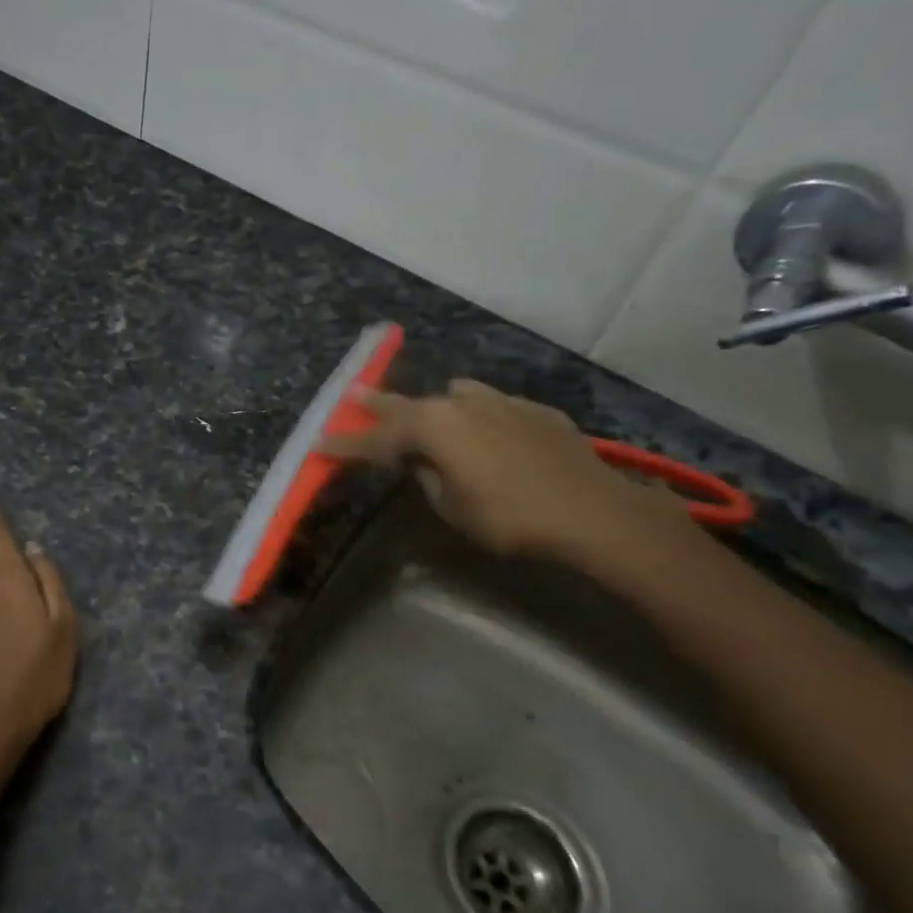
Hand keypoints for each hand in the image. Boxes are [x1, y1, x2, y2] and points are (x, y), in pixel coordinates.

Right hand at [320, 380, 697, 568]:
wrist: (592, 512)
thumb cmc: (508, 517)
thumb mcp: (451, 507)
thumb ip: (428, 477)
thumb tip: (423, 462)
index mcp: (432, 427)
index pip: (376, 439)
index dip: (346, 444)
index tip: (320, 444)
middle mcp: (461, 403)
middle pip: (409, 404)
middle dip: (378, 405)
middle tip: (353, 395)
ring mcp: (501, 401)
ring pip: (455, 396)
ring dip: (435, 407)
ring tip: (428, 414)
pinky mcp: (534, 411)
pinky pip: (493, 407)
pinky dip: (479, 417)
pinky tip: (488, 434)